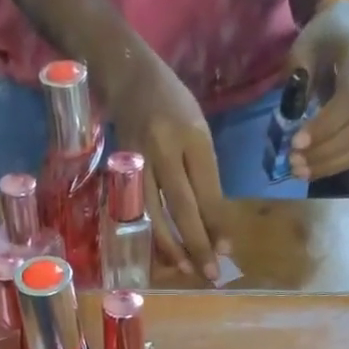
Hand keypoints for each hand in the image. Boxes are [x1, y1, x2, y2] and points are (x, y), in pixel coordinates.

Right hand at [102, 49, 231, 279]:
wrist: (128, 75)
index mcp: (193, 136)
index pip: (208, 188)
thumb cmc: (172, 105)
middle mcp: (165, 148)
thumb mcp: (198, 130)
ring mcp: (140, 160)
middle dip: (199, 243)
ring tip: (185, 270)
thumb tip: (215, 223)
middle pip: (183, 205)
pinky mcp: (121, 170)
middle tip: (211, 273)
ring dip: (172, 246)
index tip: (227, 250)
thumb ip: (205, 174)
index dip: (217, 223)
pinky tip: (159, 254)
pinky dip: (149, 235)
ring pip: (156, 213)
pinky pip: (136, 211)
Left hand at [284, 0, 348, 181]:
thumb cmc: (321, 38)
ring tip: (300, 171)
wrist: (345, 30)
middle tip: (294, 162)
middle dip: (326, 151)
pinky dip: (337, 165)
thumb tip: (293, 117)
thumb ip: (298, 78)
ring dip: (331, 164)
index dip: (326, 125)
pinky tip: (313, 170)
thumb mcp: (303, 47)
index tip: (296, 142)